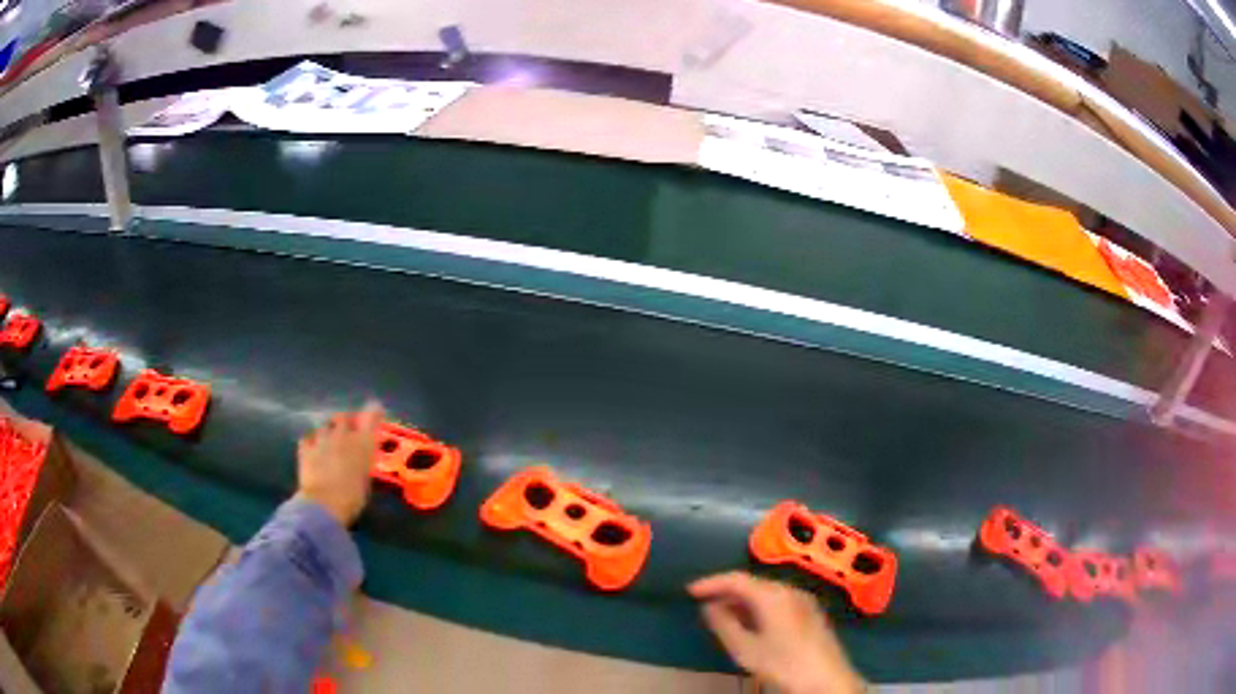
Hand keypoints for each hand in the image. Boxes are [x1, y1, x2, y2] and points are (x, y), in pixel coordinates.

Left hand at [295, 402, 383, 525]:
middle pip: (343, 417)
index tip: (375, 410)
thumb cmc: (353, 497)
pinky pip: (307, 438)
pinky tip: (312, 449)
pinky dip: (310, 442)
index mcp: (363, 443)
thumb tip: (362, 457)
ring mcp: (322, 439)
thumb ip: (364, 462)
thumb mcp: (366, 480)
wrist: (324, 504)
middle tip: (347, 429)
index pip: (371, 416)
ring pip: (324, 426)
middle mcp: (342, 435)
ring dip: (327, 431)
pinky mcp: (306, 448)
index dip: (373, 412)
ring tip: (328, 440)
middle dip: (345, 421)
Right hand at [688, 572, 864, 693]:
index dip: (712, 582)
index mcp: (773, 595)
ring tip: (723, 615)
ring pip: (766, 591)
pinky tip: (751, 622)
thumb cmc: (783, 664)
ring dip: (742, 600)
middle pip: (753, 583)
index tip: (690, 591)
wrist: (826, 679)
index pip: (737, 579)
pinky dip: (759, 606)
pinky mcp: (810, 612)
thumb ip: (724, 625)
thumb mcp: (746, 649)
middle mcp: (790, 590)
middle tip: (704, 604)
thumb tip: (709, 607)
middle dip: (726, 592)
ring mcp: (803, 600)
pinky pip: (778, 600)